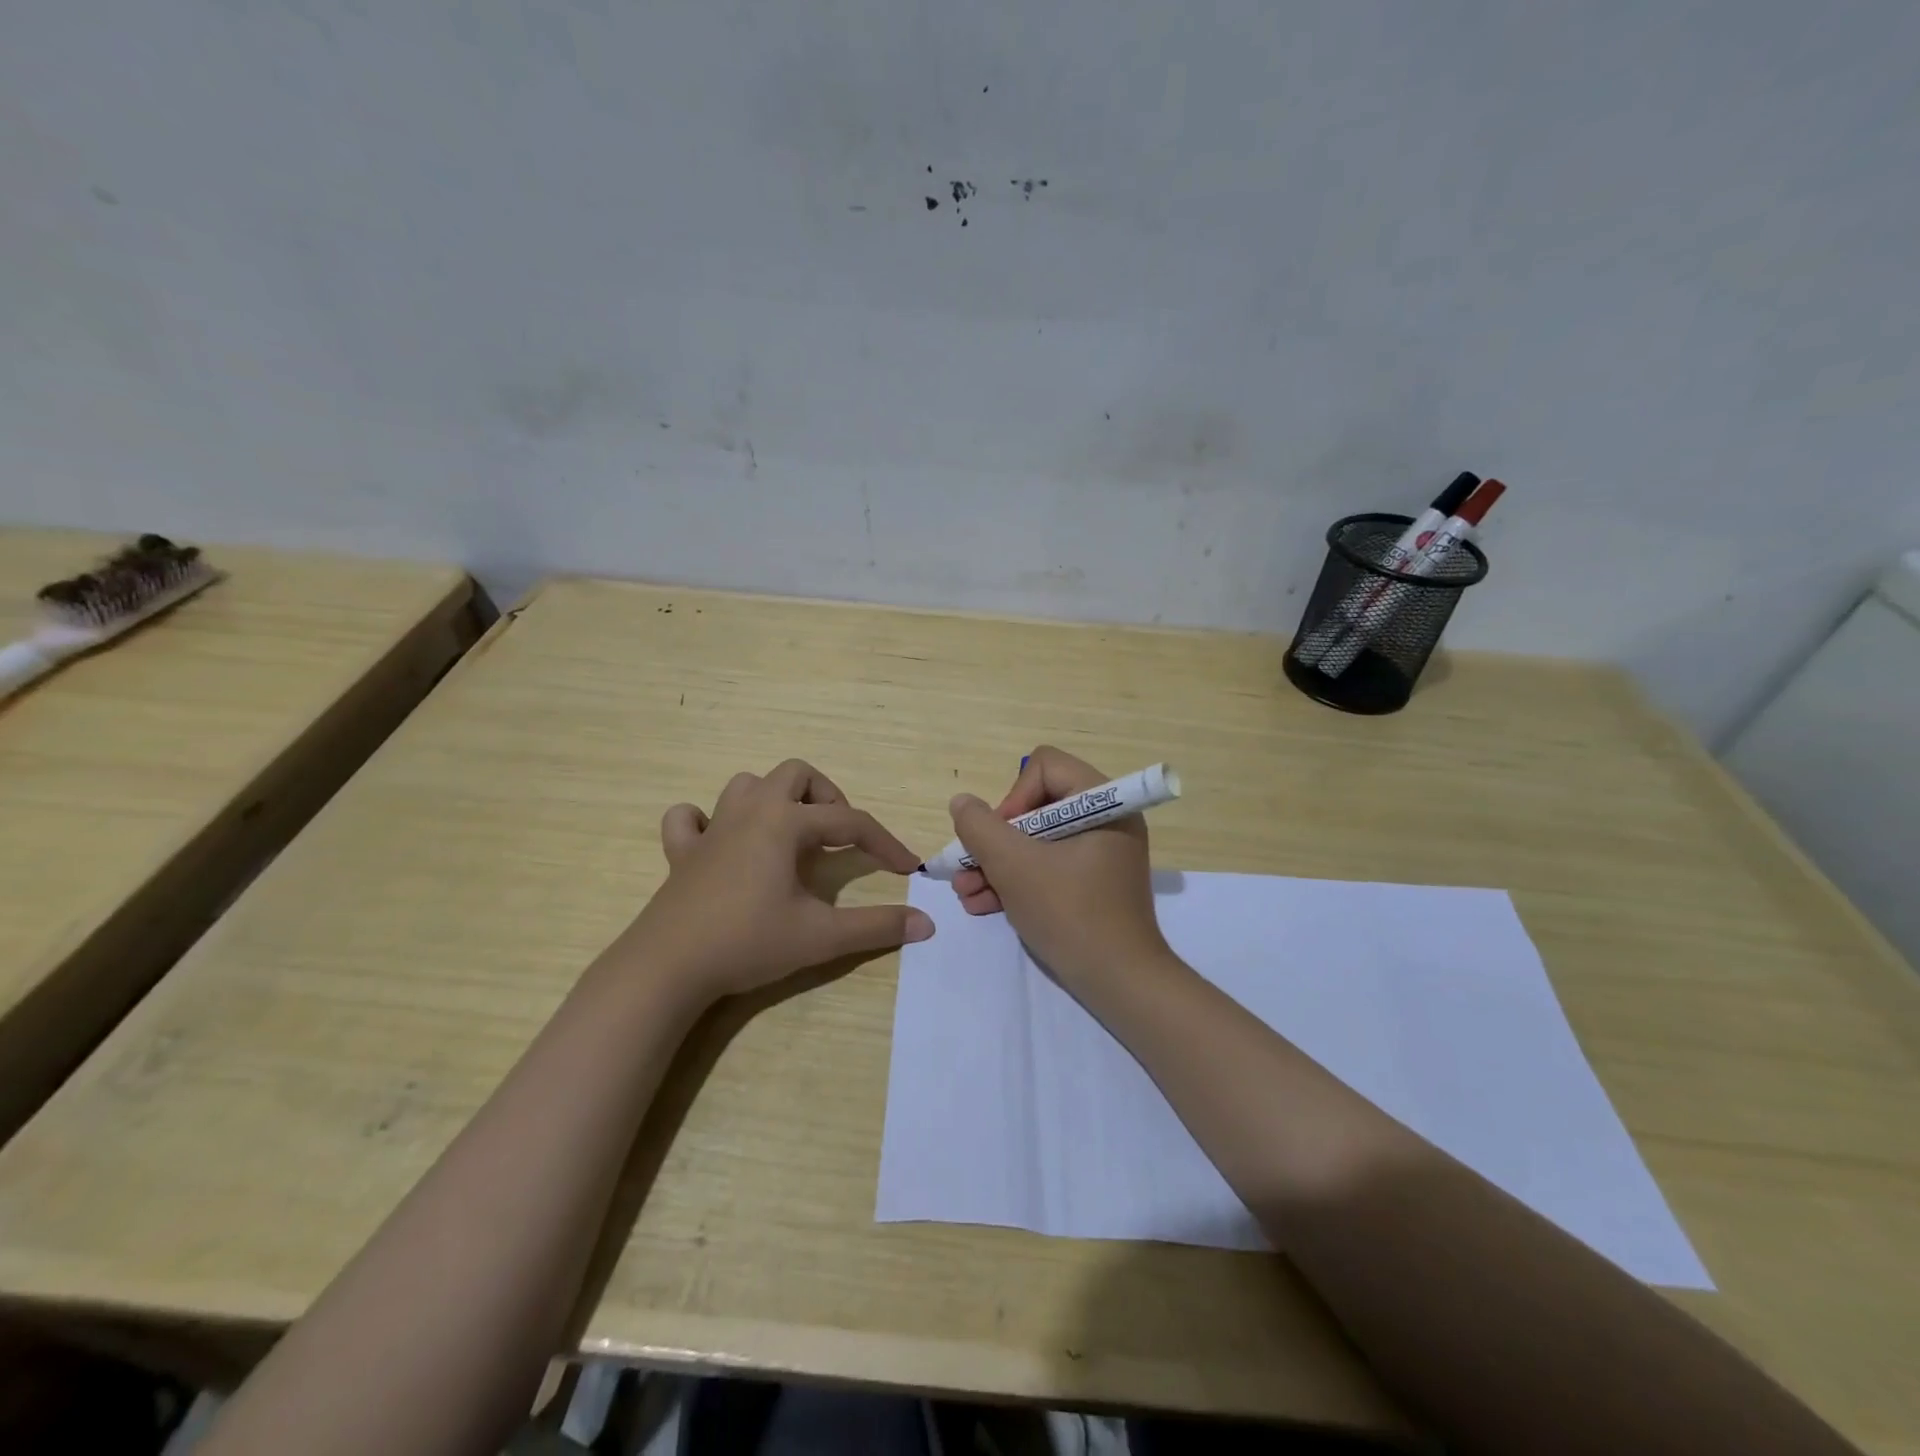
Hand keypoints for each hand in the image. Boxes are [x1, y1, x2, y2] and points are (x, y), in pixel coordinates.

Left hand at [619, 759, 933, 1000]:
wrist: (668, 967)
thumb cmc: (748, 942)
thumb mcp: (821, 936)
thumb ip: (876, 926)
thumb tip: (926, 923)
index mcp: (785, 823)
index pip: (850, 822)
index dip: (884, 843)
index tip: (908, 867)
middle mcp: (750, 812)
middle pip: (796, 775)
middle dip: (826, 798)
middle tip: (838, 836)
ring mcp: (711, 828)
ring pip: (747, 785)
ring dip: (774, 800)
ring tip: (790, 835)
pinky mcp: (681, 853)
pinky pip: (689, 818)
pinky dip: (706, 822)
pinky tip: (719, 843)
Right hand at [948, 746, 1168, 994]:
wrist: (1120, 985)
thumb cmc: (1071, 914)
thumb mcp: (1015, 867)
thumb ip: (981, 828)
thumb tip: (962, 802)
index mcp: (1103, 803)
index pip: (1045, 767)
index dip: (1013, 797)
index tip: (999, 837)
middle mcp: (1106, 820)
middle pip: (1035, 806)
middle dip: (995, 840)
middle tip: (967, 867)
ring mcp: (1099, 854)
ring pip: (1036, 841)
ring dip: (996, 864)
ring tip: (965, 892)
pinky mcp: (1091, 883)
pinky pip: (1047, 866)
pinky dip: (1016, 881)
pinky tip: (981, 905)